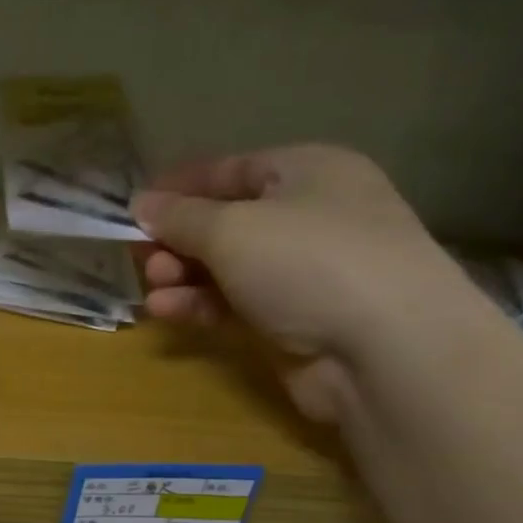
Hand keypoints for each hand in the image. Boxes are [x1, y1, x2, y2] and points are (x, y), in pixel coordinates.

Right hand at [132, 145, 473, 421]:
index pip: (229, 170)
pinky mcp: (293, 321)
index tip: (134, 209)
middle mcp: (308, 217)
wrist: (388, 352)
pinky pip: (233, 304)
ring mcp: (303, 273)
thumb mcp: (231, 228)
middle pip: (223, 222)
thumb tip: (141, 204)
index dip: (179, 187)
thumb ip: (178, 216)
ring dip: (182, 275)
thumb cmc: (308, 262)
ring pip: (224, 267)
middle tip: (143, 258)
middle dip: (176, 240)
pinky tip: (166, 311)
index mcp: (307, 172)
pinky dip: (199, 305)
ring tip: (155, 288)